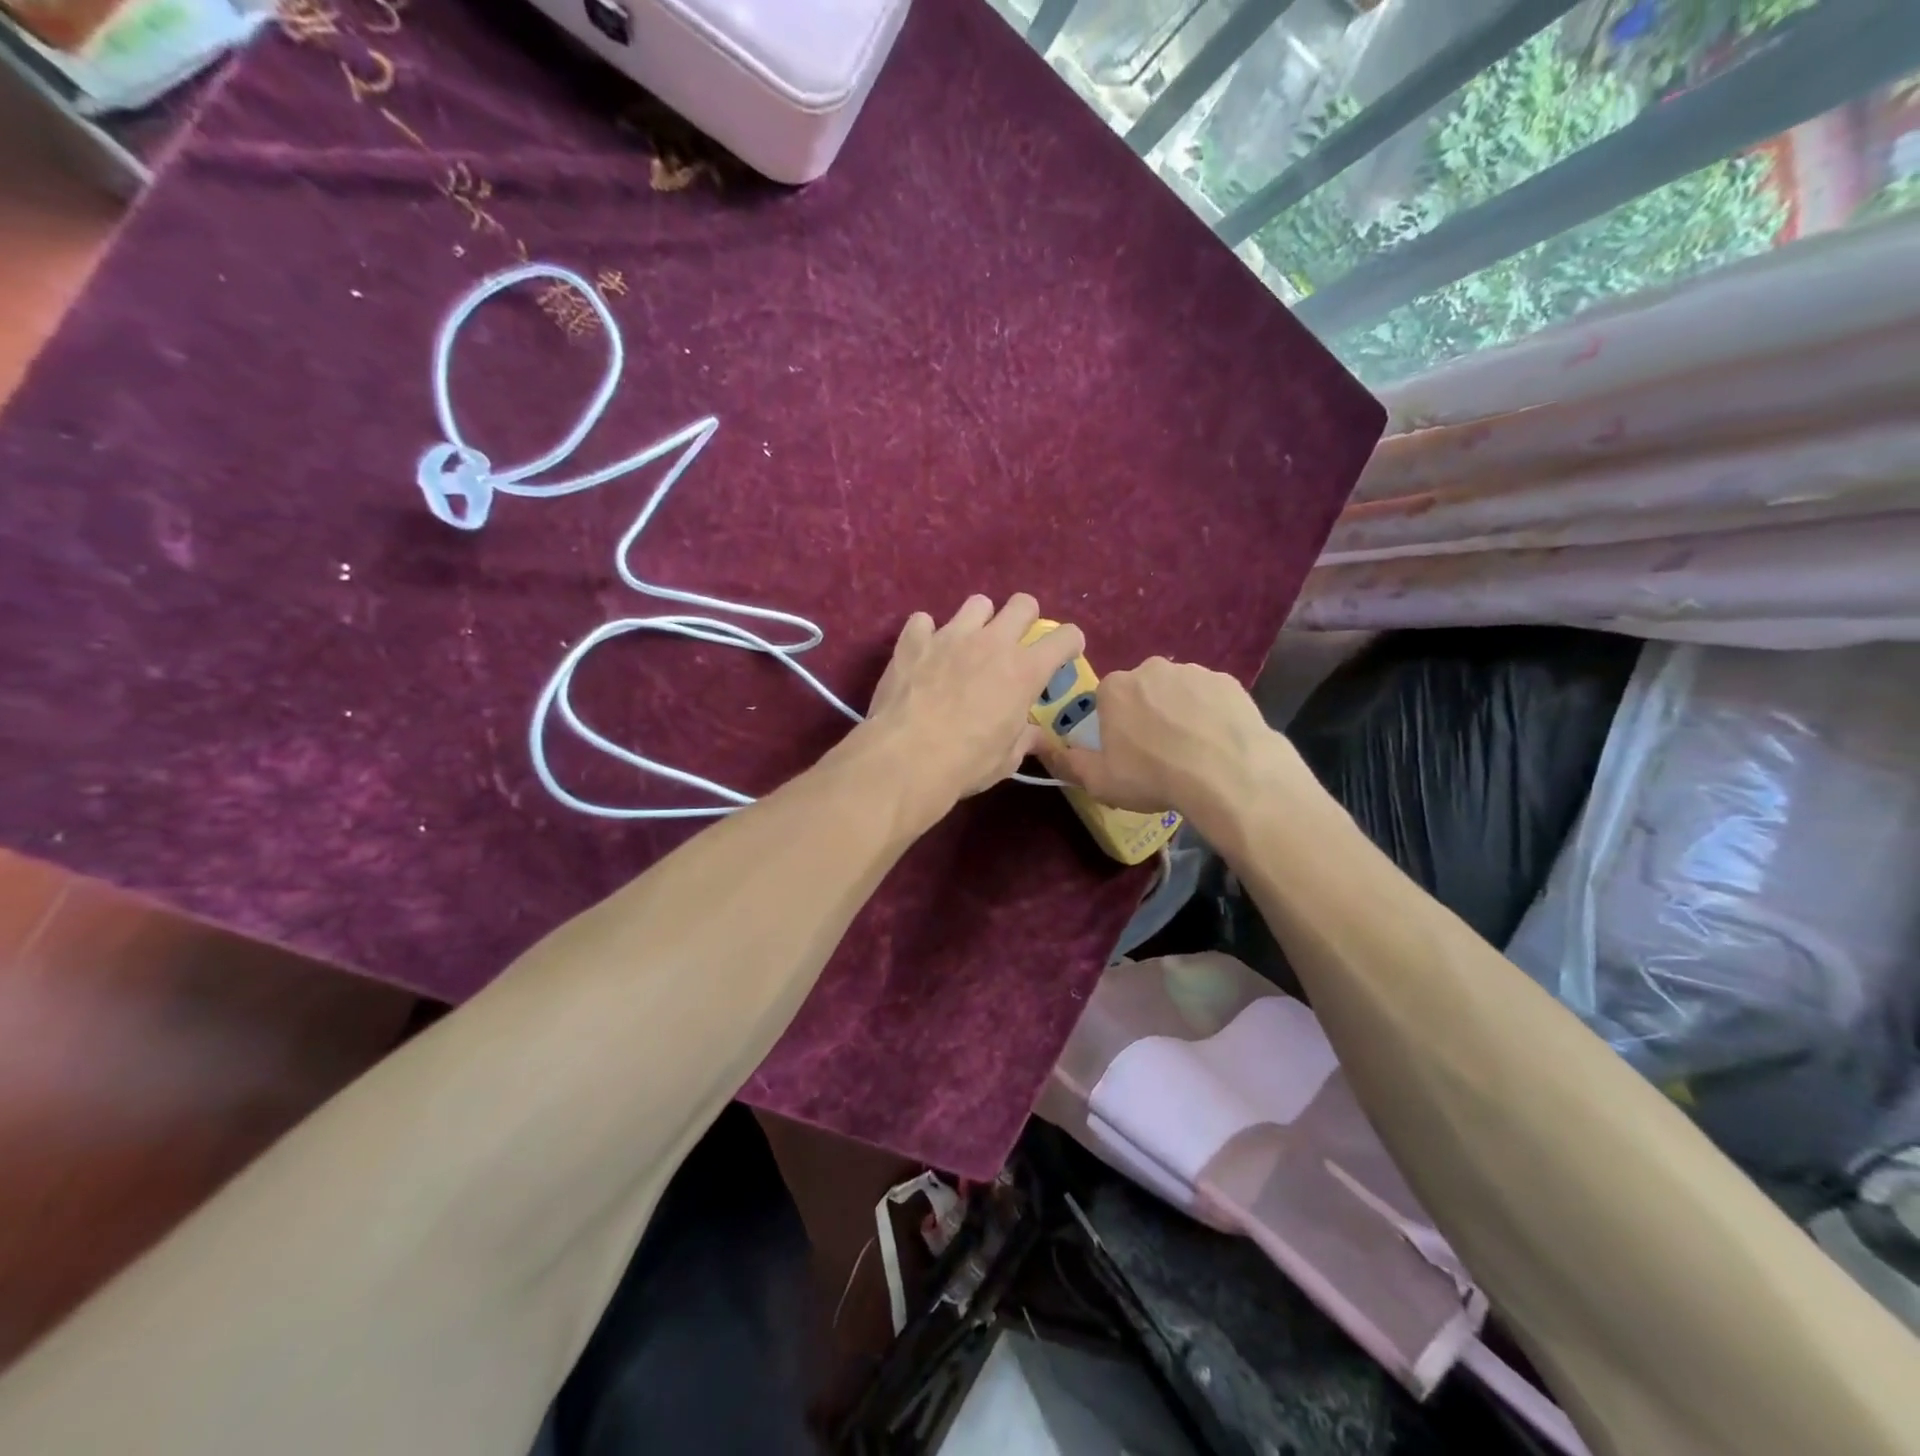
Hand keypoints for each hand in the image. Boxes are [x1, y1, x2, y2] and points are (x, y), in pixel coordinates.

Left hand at [864, 594, 1083, 810]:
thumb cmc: (967, 763)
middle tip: (1015, 642)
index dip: (1070, 643)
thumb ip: (1024, 739)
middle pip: (1023, 604)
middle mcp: (992, 643)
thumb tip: (1037, 736)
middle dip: (1026, 618)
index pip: (1064, 638)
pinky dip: (926, 634)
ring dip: (979, 620)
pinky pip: (923, 621)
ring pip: (977, 604)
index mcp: (1025, 671)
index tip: (1064, 654)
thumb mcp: (1007, 759)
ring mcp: (951, 636)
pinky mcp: (914, 641)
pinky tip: (924, 653)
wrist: (906, 758)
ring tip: (969, 644)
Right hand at [1040, 657, 1283, 830]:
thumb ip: (1069, 763)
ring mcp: (1193, 672)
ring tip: (1192, 751)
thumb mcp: (1099, 781)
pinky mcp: (1228, 681)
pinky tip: (1217, 742)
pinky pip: (1210, 697)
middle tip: (1158, 752)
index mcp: (1115, 688)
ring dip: (1179, 713)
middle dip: (1146, 714)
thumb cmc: (1153, 776)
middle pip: (1142, 691)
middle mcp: (1151, 669)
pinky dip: (1210, 714)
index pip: (1106, 700)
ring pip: (1178, 692)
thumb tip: (1046, 750)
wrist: (1227, 773)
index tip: (1124, 751)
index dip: (1113, 726)